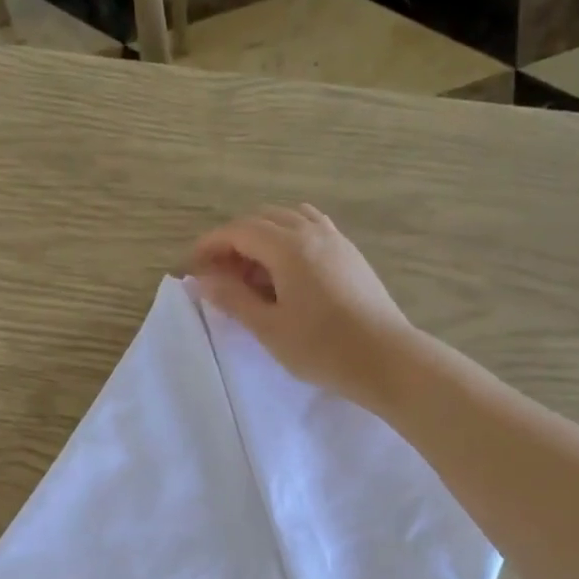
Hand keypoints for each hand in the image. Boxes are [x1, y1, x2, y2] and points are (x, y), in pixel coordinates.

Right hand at [189, 206, 414, 408]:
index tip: (193, 266)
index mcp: (289, 247)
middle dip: (235, 240)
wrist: (385, 359)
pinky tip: (285, 272)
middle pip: (263, 219)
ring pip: (289, 221)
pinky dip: (288, 240)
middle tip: (218, 273)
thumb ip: (234, 299)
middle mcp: (312, 233)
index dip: (211, 244)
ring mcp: (336, 241)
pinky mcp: (351, 255)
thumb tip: (203, 280)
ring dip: (263, 237)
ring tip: (251, 272)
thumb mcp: (269, 328)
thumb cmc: (322, 348)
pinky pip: (312, 230)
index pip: (239, 231)